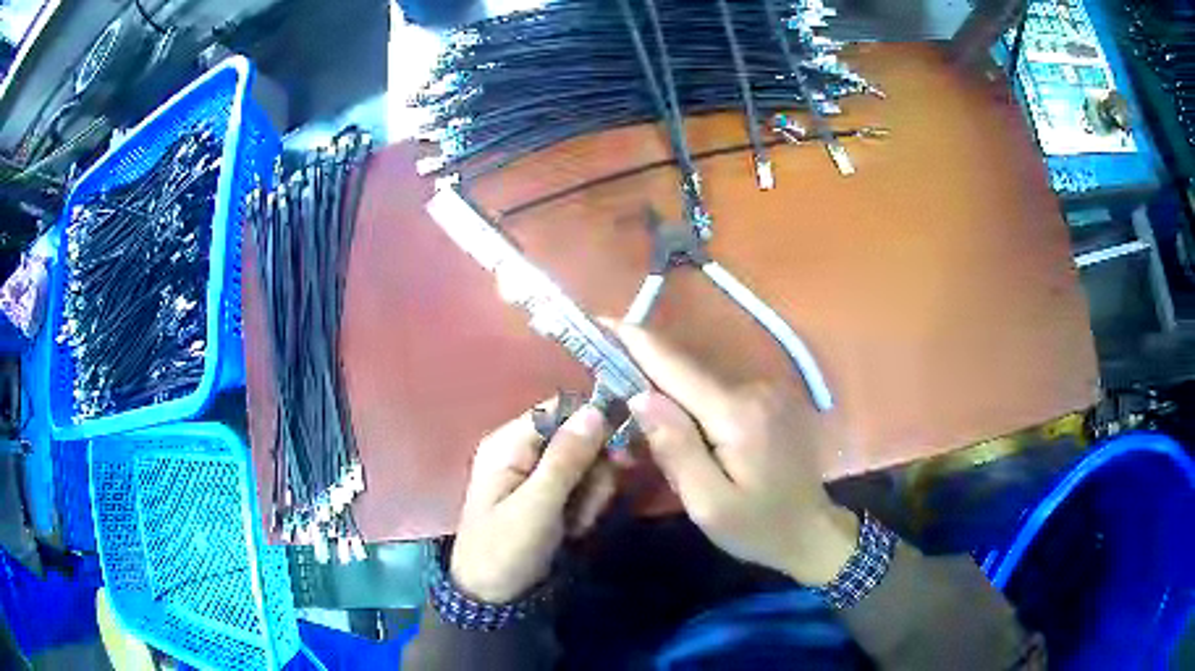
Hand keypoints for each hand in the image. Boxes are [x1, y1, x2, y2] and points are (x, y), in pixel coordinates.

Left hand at [451, 404, 616, 602]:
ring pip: (588, 464)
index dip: (594, 423)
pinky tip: (576, 529)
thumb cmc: (506, 549)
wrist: (494, 598)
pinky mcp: (551, 496)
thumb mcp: (537, 506)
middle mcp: (524, 450)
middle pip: (580, 437)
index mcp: (509, 442)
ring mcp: (538, 475)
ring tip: (576, 525)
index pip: (561, 409)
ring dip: (592, 495)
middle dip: (594, 472)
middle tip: (588, 505)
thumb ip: (566, 458)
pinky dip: (587, 507)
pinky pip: (584, 486)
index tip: (620, 452)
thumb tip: (595, 409)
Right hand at [617, 325, 858, 585]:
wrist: (812, 531)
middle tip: (609, 399)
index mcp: (737, 413)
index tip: (598, 320)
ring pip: (699, 385)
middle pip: (684, 373)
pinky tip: (683, 436)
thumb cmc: (759, 527)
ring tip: (644, 431)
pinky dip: (690, 407)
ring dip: (667, 398)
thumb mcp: (709, 504)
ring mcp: (764, 392)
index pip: (676, 366)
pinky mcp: (767, 402)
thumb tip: (640, 397)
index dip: (635, 341)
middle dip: (644, 379)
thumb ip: (676, 449)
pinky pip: (716, 395)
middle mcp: (752, 389)